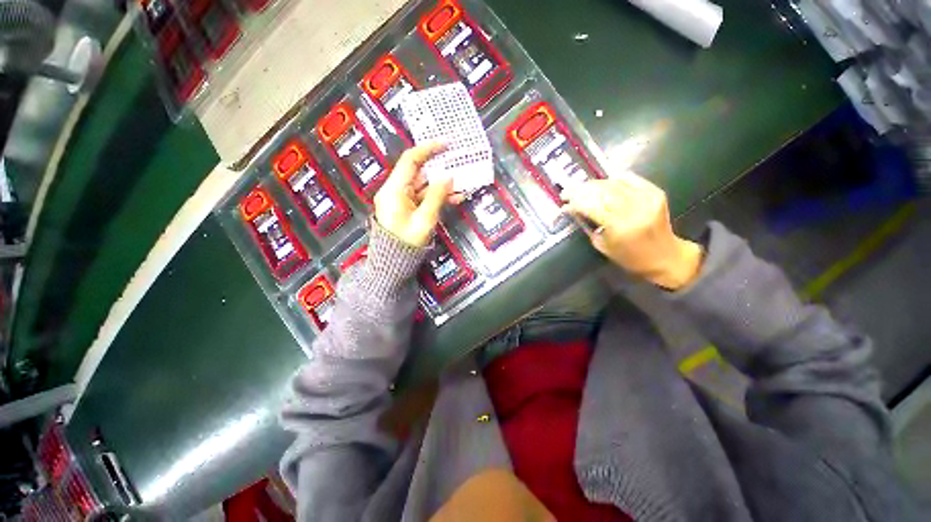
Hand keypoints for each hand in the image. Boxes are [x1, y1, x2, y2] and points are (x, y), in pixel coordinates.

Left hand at [374, 143, 461, 246]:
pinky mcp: (407, 207)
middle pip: (418, 172)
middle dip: (439, 168)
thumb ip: (437, 196)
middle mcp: (395, 190)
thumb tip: (448, 177)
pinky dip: (437, 196)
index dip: (428, 149)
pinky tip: (454, 198)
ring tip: (461, 184)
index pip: (410, 160)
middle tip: (458, 164)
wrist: (394, 262)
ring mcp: (401, 199)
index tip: (446, 144)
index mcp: (394, 190)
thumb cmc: (407, 243)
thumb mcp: (425, 220)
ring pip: (423, 185)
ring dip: (442, 185)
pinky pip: (423, 197)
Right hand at [562, 174, 703, 289]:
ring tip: (582, 188)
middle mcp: (634, 209)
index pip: (591, 206)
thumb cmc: (630, 257)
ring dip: (594, 184)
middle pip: (601, 191)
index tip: (564, 203)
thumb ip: (588, 225)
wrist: (666, 256)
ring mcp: (646, 198)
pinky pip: (629, 178)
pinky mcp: (655, 192)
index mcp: (620, 227)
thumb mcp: (602, 245)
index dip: (575, 202)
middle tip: (568, 192)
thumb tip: (575, 210)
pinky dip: (613, 178)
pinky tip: (603, 183)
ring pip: (613, 183)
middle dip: (581, 190)